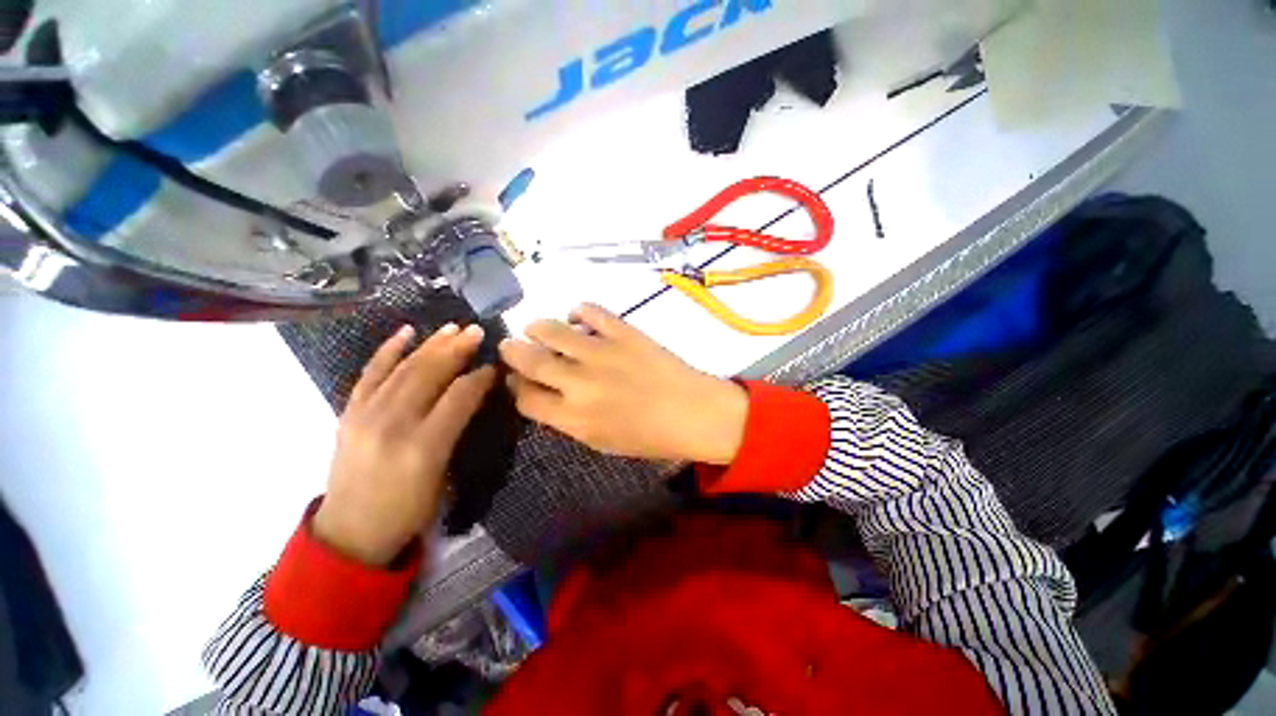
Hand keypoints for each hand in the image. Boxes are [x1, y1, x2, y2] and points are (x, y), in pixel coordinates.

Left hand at [313, 323, 495, 565]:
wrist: (350, 533)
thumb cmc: (408, 510)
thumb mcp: (443, 474)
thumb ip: (456, 431)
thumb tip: (471, 396)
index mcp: (424, 447)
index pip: (458, 398)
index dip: (479, 378)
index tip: (494, 366)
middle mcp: (393, 425)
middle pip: (429, 375)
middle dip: (457, 350)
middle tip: (476, 332)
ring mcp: (366, 416)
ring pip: (403, 369)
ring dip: (430, 345)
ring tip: (452, 328)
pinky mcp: (349, 413)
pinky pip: (370, 374)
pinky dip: (388, 351)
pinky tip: (405, 332)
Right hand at [498, 304, 747, 463]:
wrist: (694, 413)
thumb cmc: (649, 437)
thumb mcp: (601, 442)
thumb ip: (567, 419)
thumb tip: (545, 393)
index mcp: (573, 417)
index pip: (525, 397)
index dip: (515, 386)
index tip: (517, 379)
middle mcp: (579, 383)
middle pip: (529, 360)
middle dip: (512, 351)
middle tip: (510, 345)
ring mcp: (601, 353)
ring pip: (551, 330)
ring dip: (537, 327)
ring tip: (535, 328)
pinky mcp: (623, 332)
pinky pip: (591, 311)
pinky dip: (579, 311)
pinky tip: (578, 317)